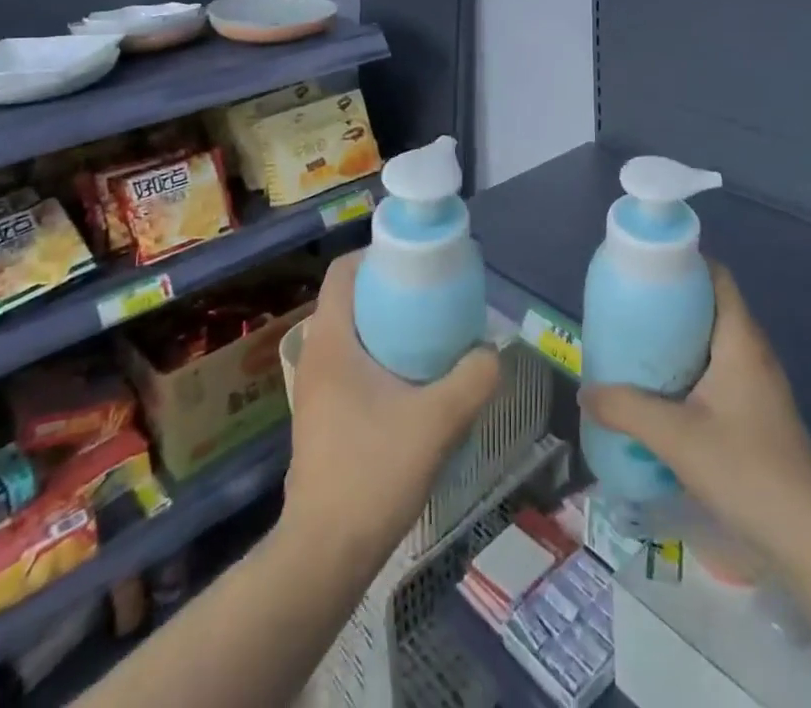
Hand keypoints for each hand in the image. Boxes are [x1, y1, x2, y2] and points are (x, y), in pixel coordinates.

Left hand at [282, 253, 499, 566]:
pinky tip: (417, 383)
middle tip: (436, 296)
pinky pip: (355, 364)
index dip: (378, 254)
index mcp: (331, 341)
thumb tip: (492, 352)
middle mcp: (318, 356)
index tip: (417, 261)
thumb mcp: (437, 421)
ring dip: (390, 327)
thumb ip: (474, 379)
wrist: (325, 555)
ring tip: (433, 336)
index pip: (343, 271)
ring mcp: (317, 389)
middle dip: (393, 290)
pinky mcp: (325, 416)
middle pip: (352, 299)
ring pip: (355, 334)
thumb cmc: (373, 473)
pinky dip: (384, 357)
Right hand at [582, 262, 810, 568]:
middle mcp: (752, 352)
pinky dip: (688, 371)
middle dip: (669, 305)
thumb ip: (626, 410)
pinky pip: (716, 373)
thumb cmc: (746, 470)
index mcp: (739, 339)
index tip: (644, 269)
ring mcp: (758, 385)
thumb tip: (585, 393)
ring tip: (635, 350)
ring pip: (712, 343)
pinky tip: (661, 396)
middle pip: (709, 307)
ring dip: (676, 342)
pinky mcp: (757, 414)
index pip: (716, 276)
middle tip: (627, 311)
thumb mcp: (676, 438)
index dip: (683, 263)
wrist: (810, 540)